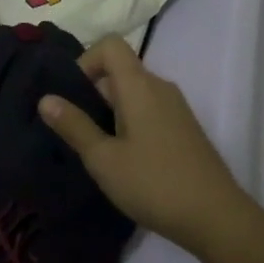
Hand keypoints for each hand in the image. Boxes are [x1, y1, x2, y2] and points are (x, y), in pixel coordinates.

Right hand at [39, 36, 246, 250]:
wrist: (217, 218)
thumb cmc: (154, 183)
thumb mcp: (104, 159)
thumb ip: (74, 126)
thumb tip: (46, 99)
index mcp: (140, 85)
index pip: (111, 45)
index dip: (86, 59)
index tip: (73, 95)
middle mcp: (160, 87)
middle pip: (121, 69)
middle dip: (94, 91)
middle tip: (77, 129)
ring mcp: (176, 108)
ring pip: (135, 92)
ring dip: (111, 109)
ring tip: (98, 147)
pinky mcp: (185, 129)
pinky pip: (150, 109)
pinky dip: (130, 121)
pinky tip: (125, 158)